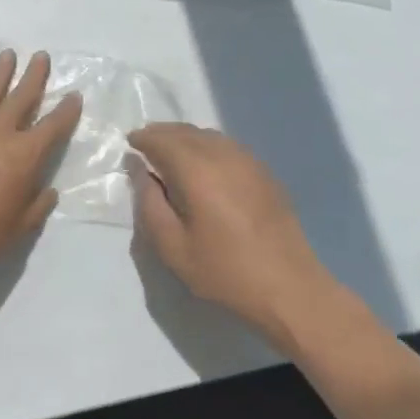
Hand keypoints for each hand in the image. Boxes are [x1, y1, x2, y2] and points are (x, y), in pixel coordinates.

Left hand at [0, 49, 81, 276]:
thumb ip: (36, 208)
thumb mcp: (16, 230)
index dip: (66, 111)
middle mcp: (0, 132)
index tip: (74, 94)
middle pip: (21, 98)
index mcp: (24, 156)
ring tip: (8, 54)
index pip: (52, 128)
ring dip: (0, 72)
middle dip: (34, 77)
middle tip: (41, 56)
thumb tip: (50, 191)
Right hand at [130, 123, 340, 348]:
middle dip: (162, 134)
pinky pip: (226, 146)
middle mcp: (221, 153)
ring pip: (207, 135)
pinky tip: (204, 167)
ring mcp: (247, 159)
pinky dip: (207, 146)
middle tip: (146, 146)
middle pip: (184, 131)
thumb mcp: (173, 247)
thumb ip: (149, 204)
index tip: (130, 145)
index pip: (161, 139)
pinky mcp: (263, 171)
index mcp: (196, 169)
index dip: (143, 139)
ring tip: (172, 156)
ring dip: (185, 138)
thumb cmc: (225, 271)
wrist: (289, 287)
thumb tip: (141, 171)